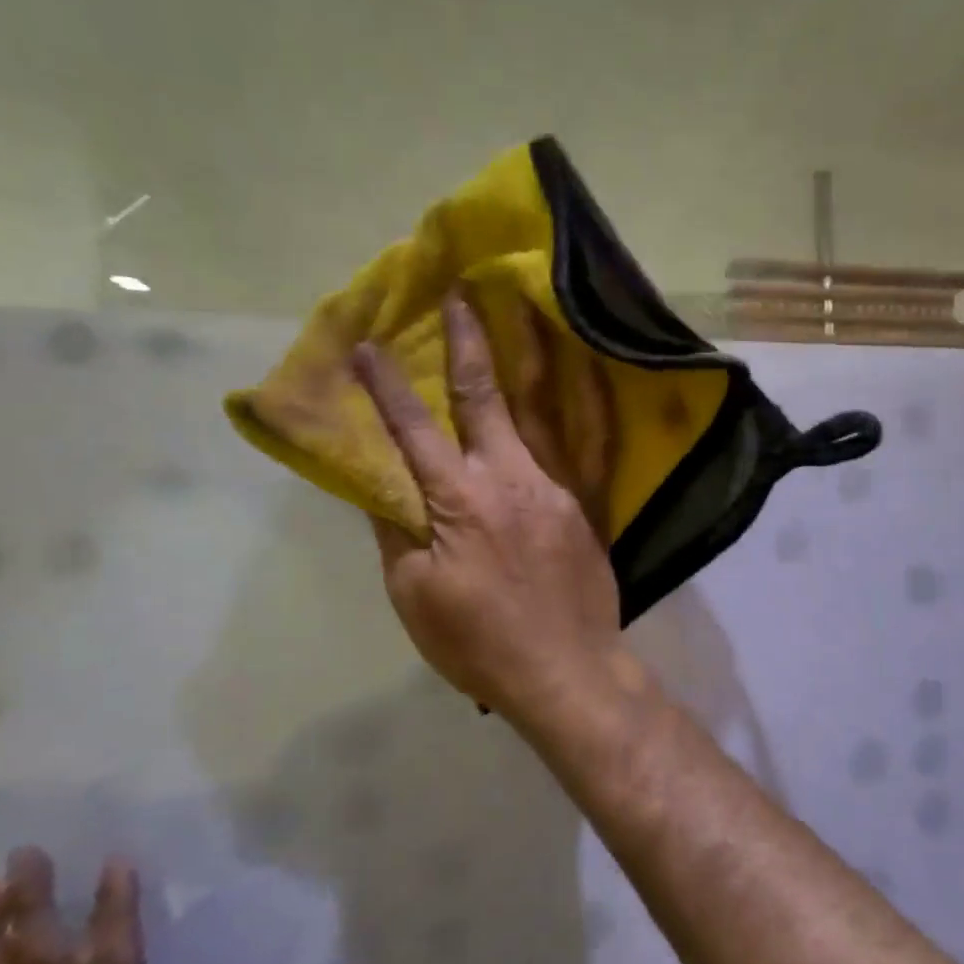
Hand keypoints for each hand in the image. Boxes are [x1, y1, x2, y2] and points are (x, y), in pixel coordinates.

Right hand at [353, 292, 624, 723]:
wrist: (565, 671)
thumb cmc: (480, 643)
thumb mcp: (414, 597)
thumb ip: (397, 531)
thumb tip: (382, 482)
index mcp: (458, 502)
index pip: (412, 430)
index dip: (387, 385)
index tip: (367, 344)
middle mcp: (510, 478)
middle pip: (483, 398)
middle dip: (466, 342)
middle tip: (459, 293)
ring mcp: (558, 485)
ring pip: (545, 406)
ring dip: (532, 352)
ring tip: (526, 305)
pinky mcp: (590, 502)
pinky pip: (596, 442)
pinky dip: (593, 400)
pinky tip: (590, 367)